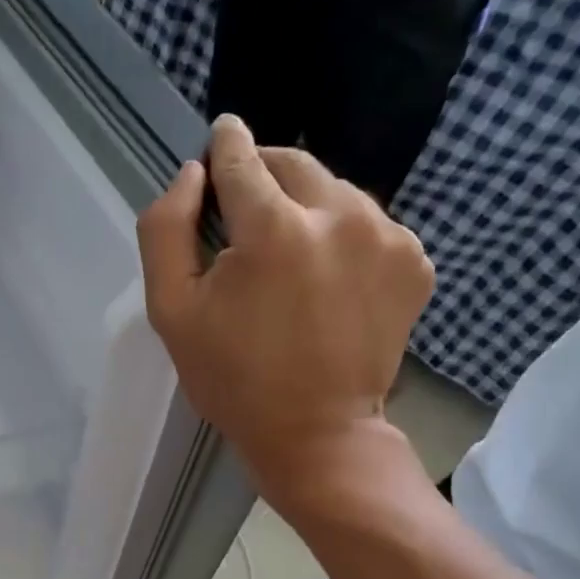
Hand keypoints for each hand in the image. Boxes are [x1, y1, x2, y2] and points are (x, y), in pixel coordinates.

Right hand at [139, 115, 433, 504]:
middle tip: (244, 216)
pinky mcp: (415, 261)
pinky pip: (369, 225)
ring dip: (306, 209)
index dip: (223, 148)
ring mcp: (387, 236)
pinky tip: (328, 283)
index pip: (242, 157)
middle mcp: (339, 215)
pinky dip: (343, 239)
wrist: (316, 434)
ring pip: (334, 192)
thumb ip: (165, 231)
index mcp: (272, 228)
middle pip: (293, 163)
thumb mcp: (171, 313)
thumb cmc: (233, 379)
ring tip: (288, 262)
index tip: (217, 144)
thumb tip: (190, 175)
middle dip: (264, 178)